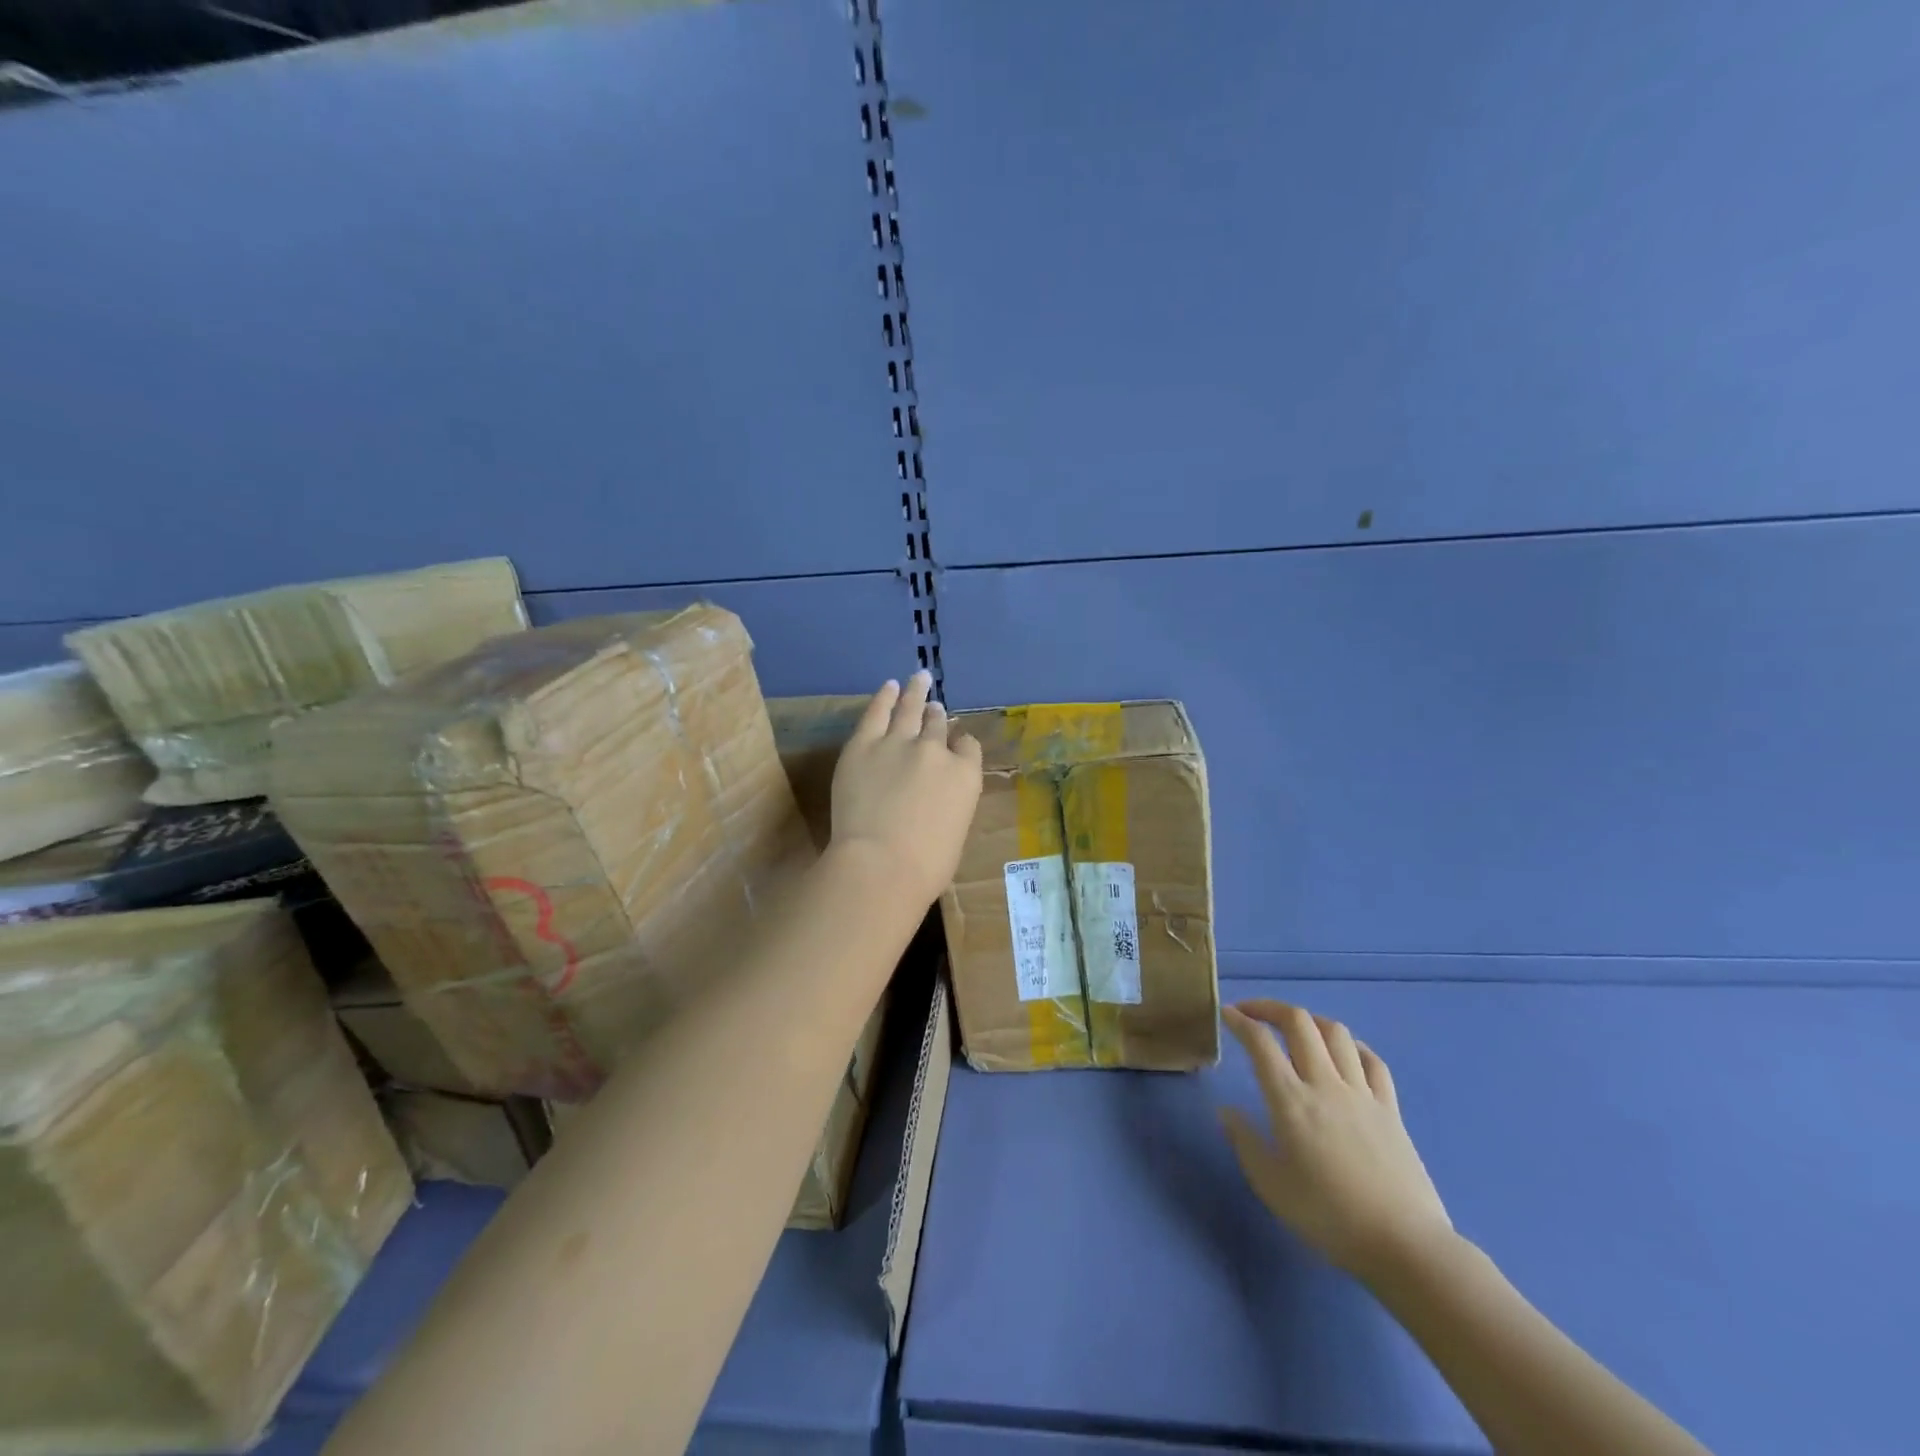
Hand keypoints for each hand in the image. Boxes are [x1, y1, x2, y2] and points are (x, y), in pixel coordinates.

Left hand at [829, 671, 983, 905]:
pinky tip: (889, 687)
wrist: (881, 864)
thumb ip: (950, 806)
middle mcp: (936, 751)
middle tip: (934, 705)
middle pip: (937, 725)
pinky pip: (877, 712)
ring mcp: (899, 743)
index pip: (967, 748)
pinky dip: (884, 698)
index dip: (960, 744)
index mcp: (965, 776)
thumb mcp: (955, 834)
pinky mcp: (864, 744)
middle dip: (936, 715)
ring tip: (918, 678)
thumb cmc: (925, 867)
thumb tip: (937, 801)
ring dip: (915, 693)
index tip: (955, 743)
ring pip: (910, 709)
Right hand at [1221, 1000, 1453, 1279]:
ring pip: (1336, 1032)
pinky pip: (1372, 1060)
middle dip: (1270, 1008)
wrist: (1404, 1246)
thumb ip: (1244, 1141)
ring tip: (1295, 1028)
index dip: (1240, 1021)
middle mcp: (1325, 1084)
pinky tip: (1343, 1053)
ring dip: (1310, 1020)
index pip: (1260, 1043)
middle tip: (1252, 1013)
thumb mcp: (1270, 1185)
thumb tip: (1227, 1111)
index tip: (1226, 1014)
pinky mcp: (1390, 1109)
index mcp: (1291, 1100)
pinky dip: (1352, 1046)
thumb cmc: (1328, 1217)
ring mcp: (1362, 1093)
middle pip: (1299, 1022)